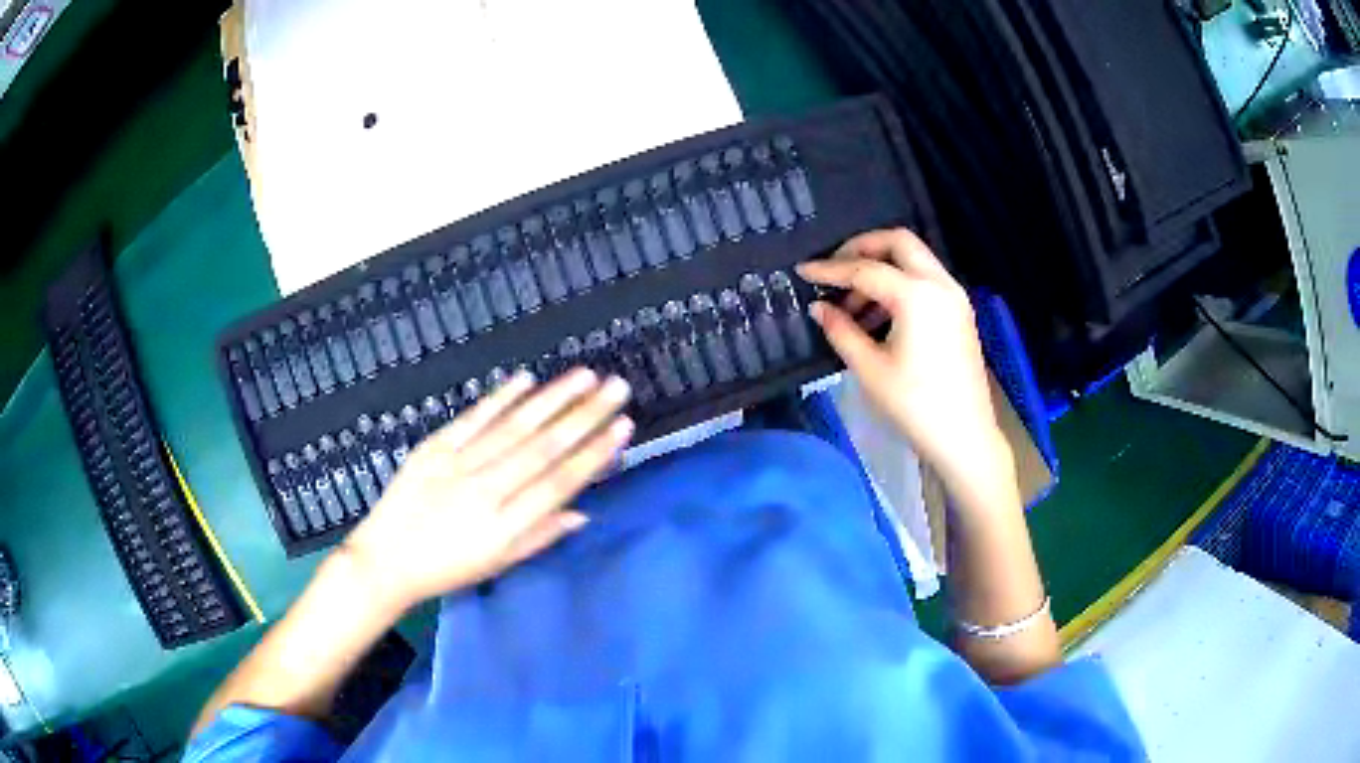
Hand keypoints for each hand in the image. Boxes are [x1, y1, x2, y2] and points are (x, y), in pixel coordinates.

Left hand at [339, 369, 633, 610]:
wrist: (386, 558)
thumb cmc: (448, 568)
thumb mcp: (498, 564)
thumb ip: (540, 537)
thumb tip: (582, 513)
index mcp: (505, 526)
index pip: (559, 483)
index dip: (593, 454)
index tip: (622, 426)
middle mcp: (486, 490)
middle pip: (542, 448)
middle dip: (584, 415)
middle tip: (617, 387)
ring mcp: (458, 464)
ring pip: (513, 427)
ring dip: (551, 399)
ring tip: (584, 376)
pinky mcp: (434, 448)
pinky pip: (472, 419)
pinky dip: (500, 398)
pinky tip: (526, 378)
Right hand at [797, 229, 1008, 485]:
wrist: (965, 437)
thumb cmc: (915, 406)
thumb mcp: (870, 369)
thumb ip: (841, 330)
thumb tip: (819, 307)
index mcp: (917, 295)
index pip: (865, 269)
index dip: (830, 270)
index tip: (803, 271)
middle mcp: (940, 284)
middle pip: (898, 242)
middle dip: (862, 248)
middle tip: (834, 269)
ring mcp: (955, 297)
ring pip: (914, 260)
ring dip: (882, 269)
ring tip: (852, 305)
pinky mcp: (960, 312)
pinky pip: (926, 280)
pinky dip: (900, 284)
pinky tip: (879, 316)